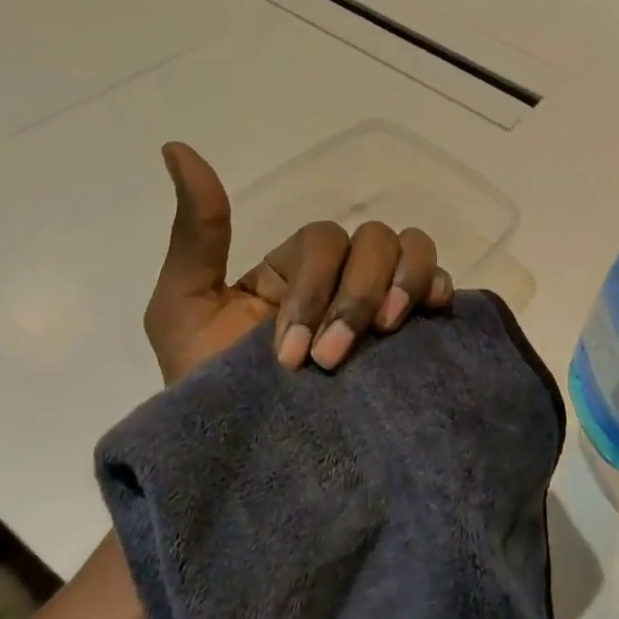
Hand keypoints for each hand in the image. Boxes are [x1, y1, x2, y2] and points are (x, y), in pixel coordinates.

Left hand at [142, 142, 454, 383]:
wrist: (243, 471)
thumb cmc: (207, 393)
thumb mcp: (184, 308)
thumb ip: (194, 233)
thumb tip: (177, 147)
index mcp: (294, 269)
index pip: (325, 239)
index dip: (314, 287)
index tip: (288, 358)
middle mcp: (342, 277)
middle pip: (375, 240)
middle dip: (354, 297)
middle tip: (331, 361)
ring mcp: (379, 305)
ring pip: (413, 250)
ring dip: (402, 285)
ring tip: (384, 335)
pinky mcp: (411, 339)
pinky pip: (441, 287)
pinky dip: (438, 289)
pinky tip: (428, 318)